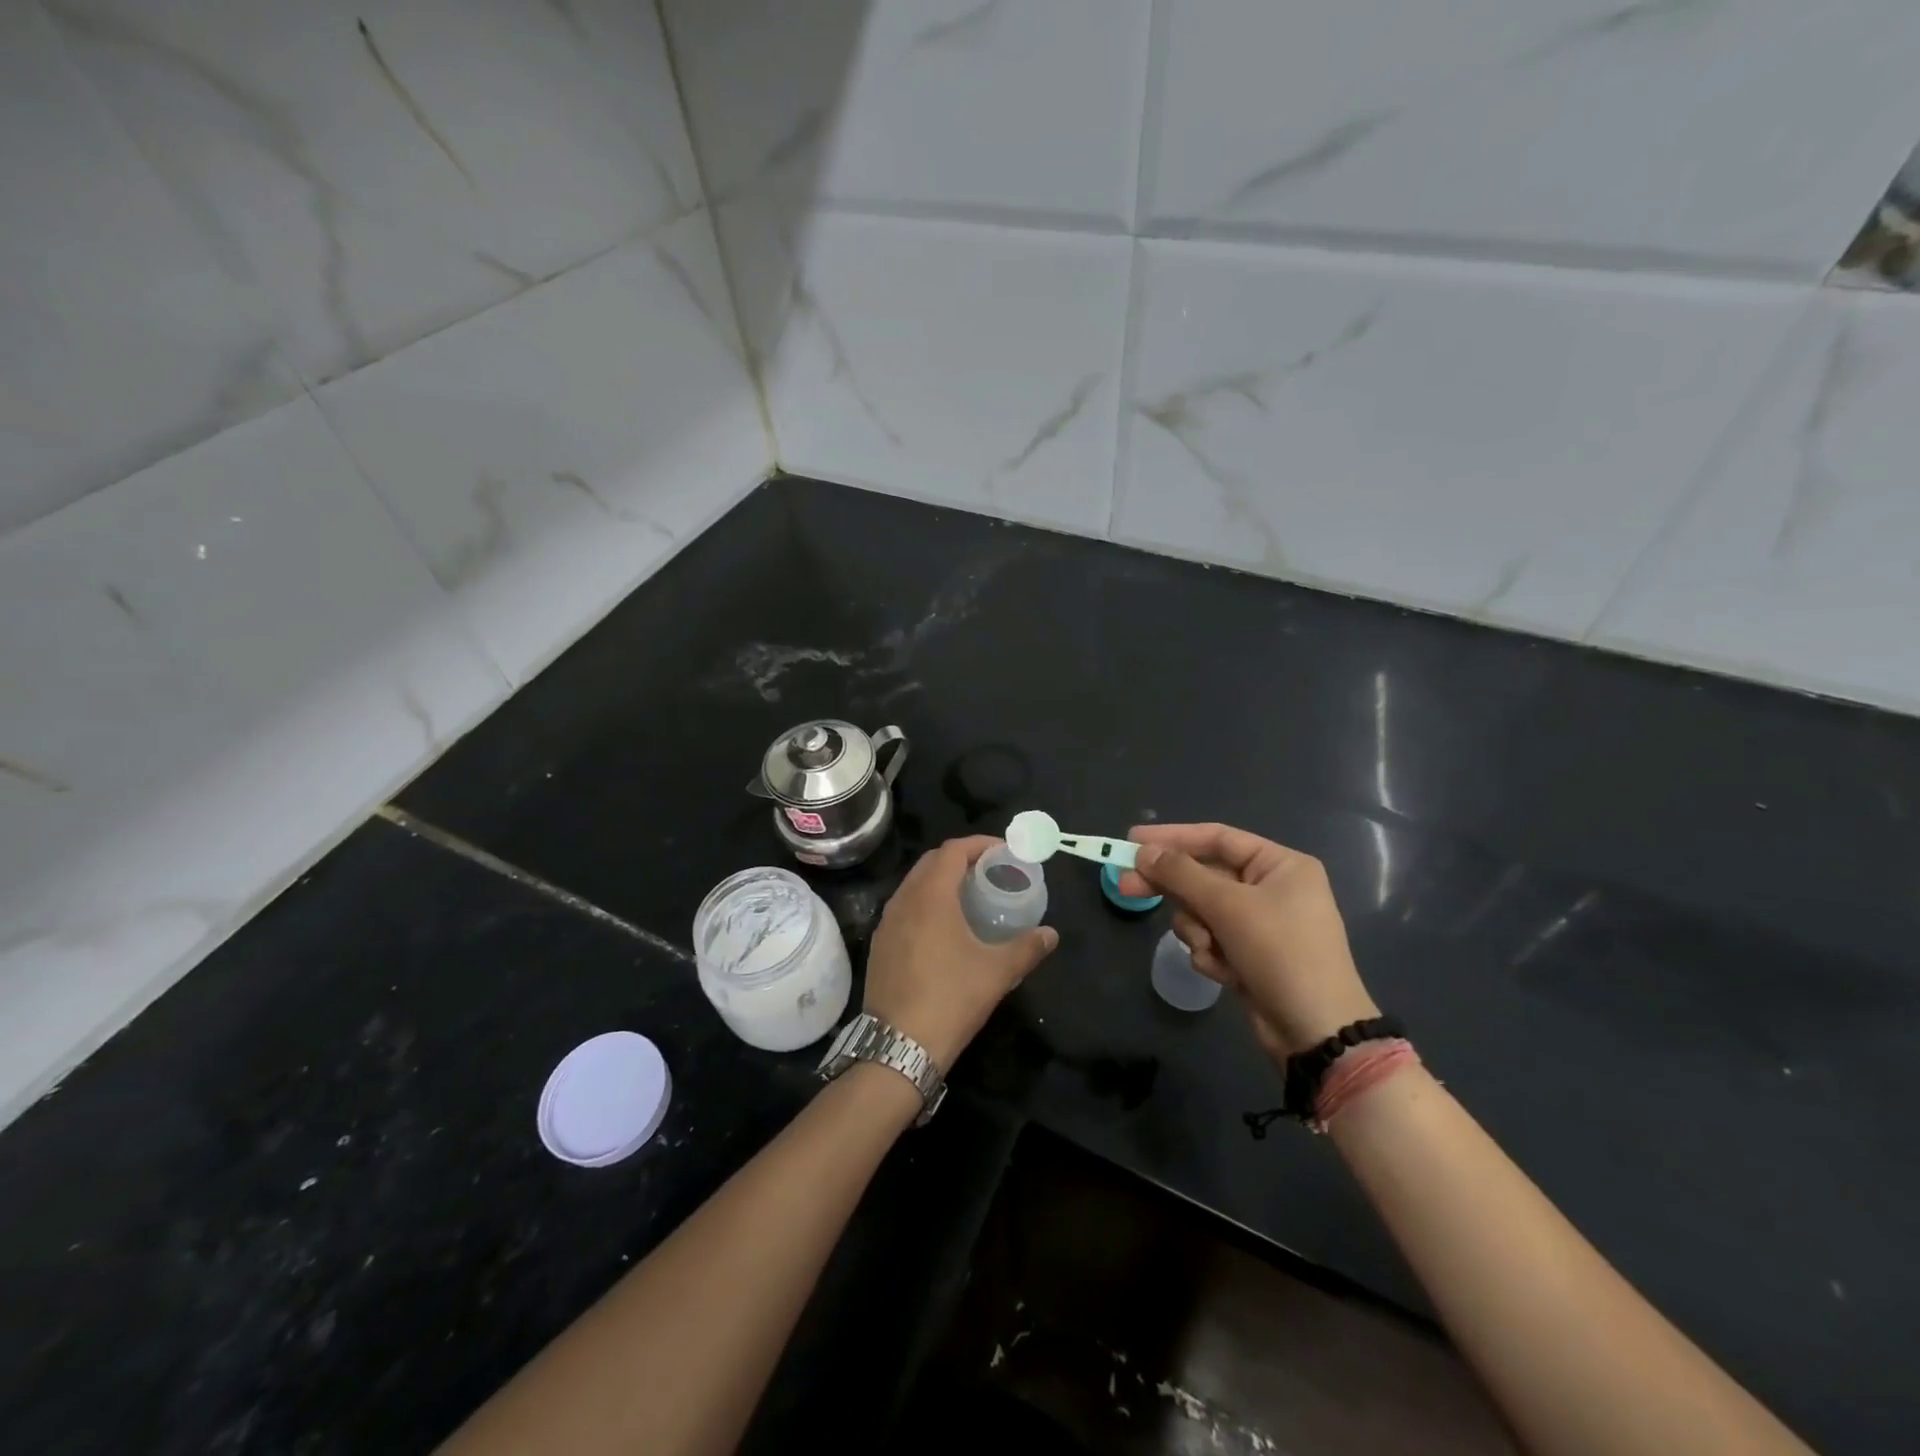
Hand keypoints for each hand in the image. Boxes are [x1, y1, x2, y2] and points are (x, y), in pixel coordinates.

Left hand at [864, 836, 1058, 1069]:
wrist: (898, 1046)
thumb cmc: (951, 999)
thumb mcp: (997, 972)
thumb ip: (1027, 948)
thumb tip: (1051, 934)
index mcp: (931, 896)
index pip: (953, 850)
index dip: (979, 845)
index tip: (1004, 852)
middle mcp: (903, 900)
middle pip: (931, 862)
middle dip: (960, 858)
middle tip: (990, 870)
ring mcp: (886, 922)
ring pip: (914, 884)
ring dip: (941, 880)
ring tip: (969, 894)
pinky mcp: (880, 944)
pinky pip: (904, 907)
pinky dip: (925, 901)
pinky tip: (944, 926)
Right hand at [1120, 823, 1377, 1058]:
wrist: (1316, 1032)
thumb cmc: (1280, 953)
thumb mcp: (1228, 906)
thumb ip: (1181, 874)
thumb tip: (1143, 851)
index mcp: (1280, 865)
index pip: (1216, 837)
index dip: (1172, 836)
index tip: (1132, 840)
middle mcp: (1272, 888)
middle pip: (1205, 875)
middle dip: (1172, 887)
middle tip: (1127, 887)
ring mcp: (1260, 924)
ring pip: (1202, 911)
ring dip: (1197, 930)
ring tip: (1208, 948)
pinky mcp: (1249, 955)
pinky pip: (1211, 939)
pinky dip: (1210, 954)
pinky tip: (1225, 973)